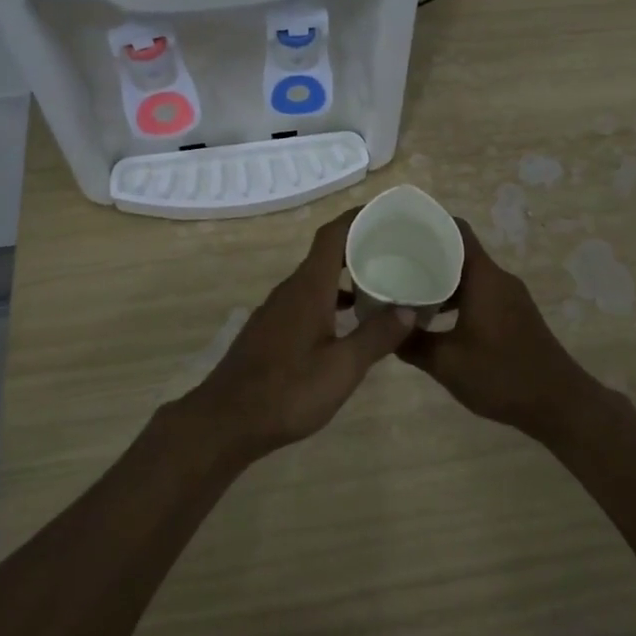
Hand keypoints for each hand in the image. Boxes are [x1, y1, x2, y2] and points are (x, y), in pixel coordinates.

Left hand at [184, 209, 417, 461]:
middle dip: (360, 245)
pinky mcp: (272, 330)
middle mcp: (291, 289)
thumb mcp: (342, 368)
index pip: (333, 234)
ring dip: (347, 275)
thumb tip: (409, 308)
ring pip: (317, 279)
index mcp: (309, 287)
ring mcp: (277, 310)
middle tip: (397, 251)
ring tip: (381, 285)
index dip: (358, 217)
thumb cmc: (288, 391)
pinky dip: (331, 299)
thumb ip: (376, 336)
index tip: (388, 214)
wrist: (226, 421)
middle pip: (327, 253)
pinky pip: (307, 299)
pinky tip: (349, 323)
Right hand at [397, 220, 594, 438]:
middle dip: (428, 254)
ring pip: (470, 275)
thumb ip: (412, 344)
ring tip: (408, 290)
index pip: (456, 229)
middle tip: (393, 262)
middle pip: (460, 251)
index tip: (399, 228)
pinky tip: (437, 319)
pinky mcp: (516, 314)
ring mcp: (510, 297)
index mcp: (484, 276)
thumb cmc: (501, 374)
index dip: (428, 223)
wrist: (560, 404)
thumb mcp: (446, 363)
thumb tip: (385, 331)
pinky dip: (458, 297)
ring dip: (442, 279)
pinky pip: (481, 292)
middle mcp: (499, 278)